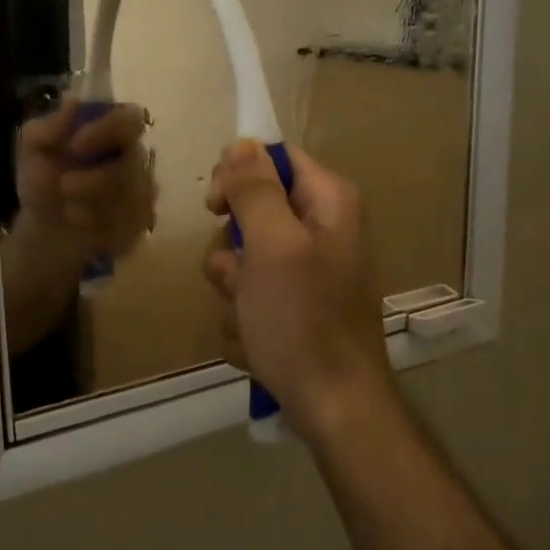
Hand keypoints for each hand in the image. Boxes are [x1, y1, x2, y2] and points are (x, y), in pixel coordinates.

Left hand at [13, 100, 157, 261]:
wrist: (44, 228)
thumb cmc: (43, 180)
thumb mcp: (32, 151)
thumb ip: (48, 128)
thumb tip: (73, 103)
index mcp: (112, 130)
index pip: (130, 118)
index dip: (108, 129)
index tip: (75, 145)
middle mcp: (135, 157)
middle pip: (135, 162)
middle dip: (98, 179)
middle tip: (65, 186)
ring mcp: (143, 192)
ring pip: (133, 197)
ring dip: (94, 206)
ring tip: (68, 210)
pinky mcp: (143, 223)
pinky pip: (131, 224)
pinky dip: (101, 227)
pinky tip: (82, 225)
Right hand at [202, 141, 392, 433]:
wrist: (332, 407)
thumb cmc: (303, 320)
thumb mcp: (273, 247)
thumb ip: (255, 190)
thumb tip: (242, 143)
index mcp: (328, 203)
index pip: (273, 159)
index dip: (239, 175)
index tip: (217, 207)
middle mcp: (320, 229)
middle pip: (252, 209)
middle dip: (232, 245)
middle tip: (240, 274)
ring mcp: (305, 271)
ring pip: (241, 255)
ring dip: (233, 285)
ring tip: (249, 315)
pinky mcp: (292, 306)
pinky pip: (249, 293)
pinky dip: (244, 315)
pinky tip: (256, 340)